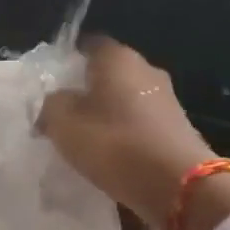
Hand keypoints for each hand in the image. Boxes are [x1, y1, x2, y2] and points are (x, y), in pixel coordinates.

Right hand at [39, 38, 216, 229]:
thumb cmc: (114, 143)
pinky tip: (112, 154)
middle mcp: (146, 69)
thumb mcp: (63, 123)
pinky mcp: (176, 128)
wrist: (178, 185)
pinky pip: (141, 123)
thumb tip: (54, 103)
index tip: (53, 81)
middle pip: (109, 72)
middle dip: (87, 89)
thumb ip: (51, 105)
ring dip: (107, 113)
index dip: (69, 59)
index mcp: (117, 58)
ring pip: (126, 98)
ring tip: (85, 138)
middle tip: (63, 112)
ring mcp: (166, 99)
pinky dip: (125, 133)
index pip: (89, 44)